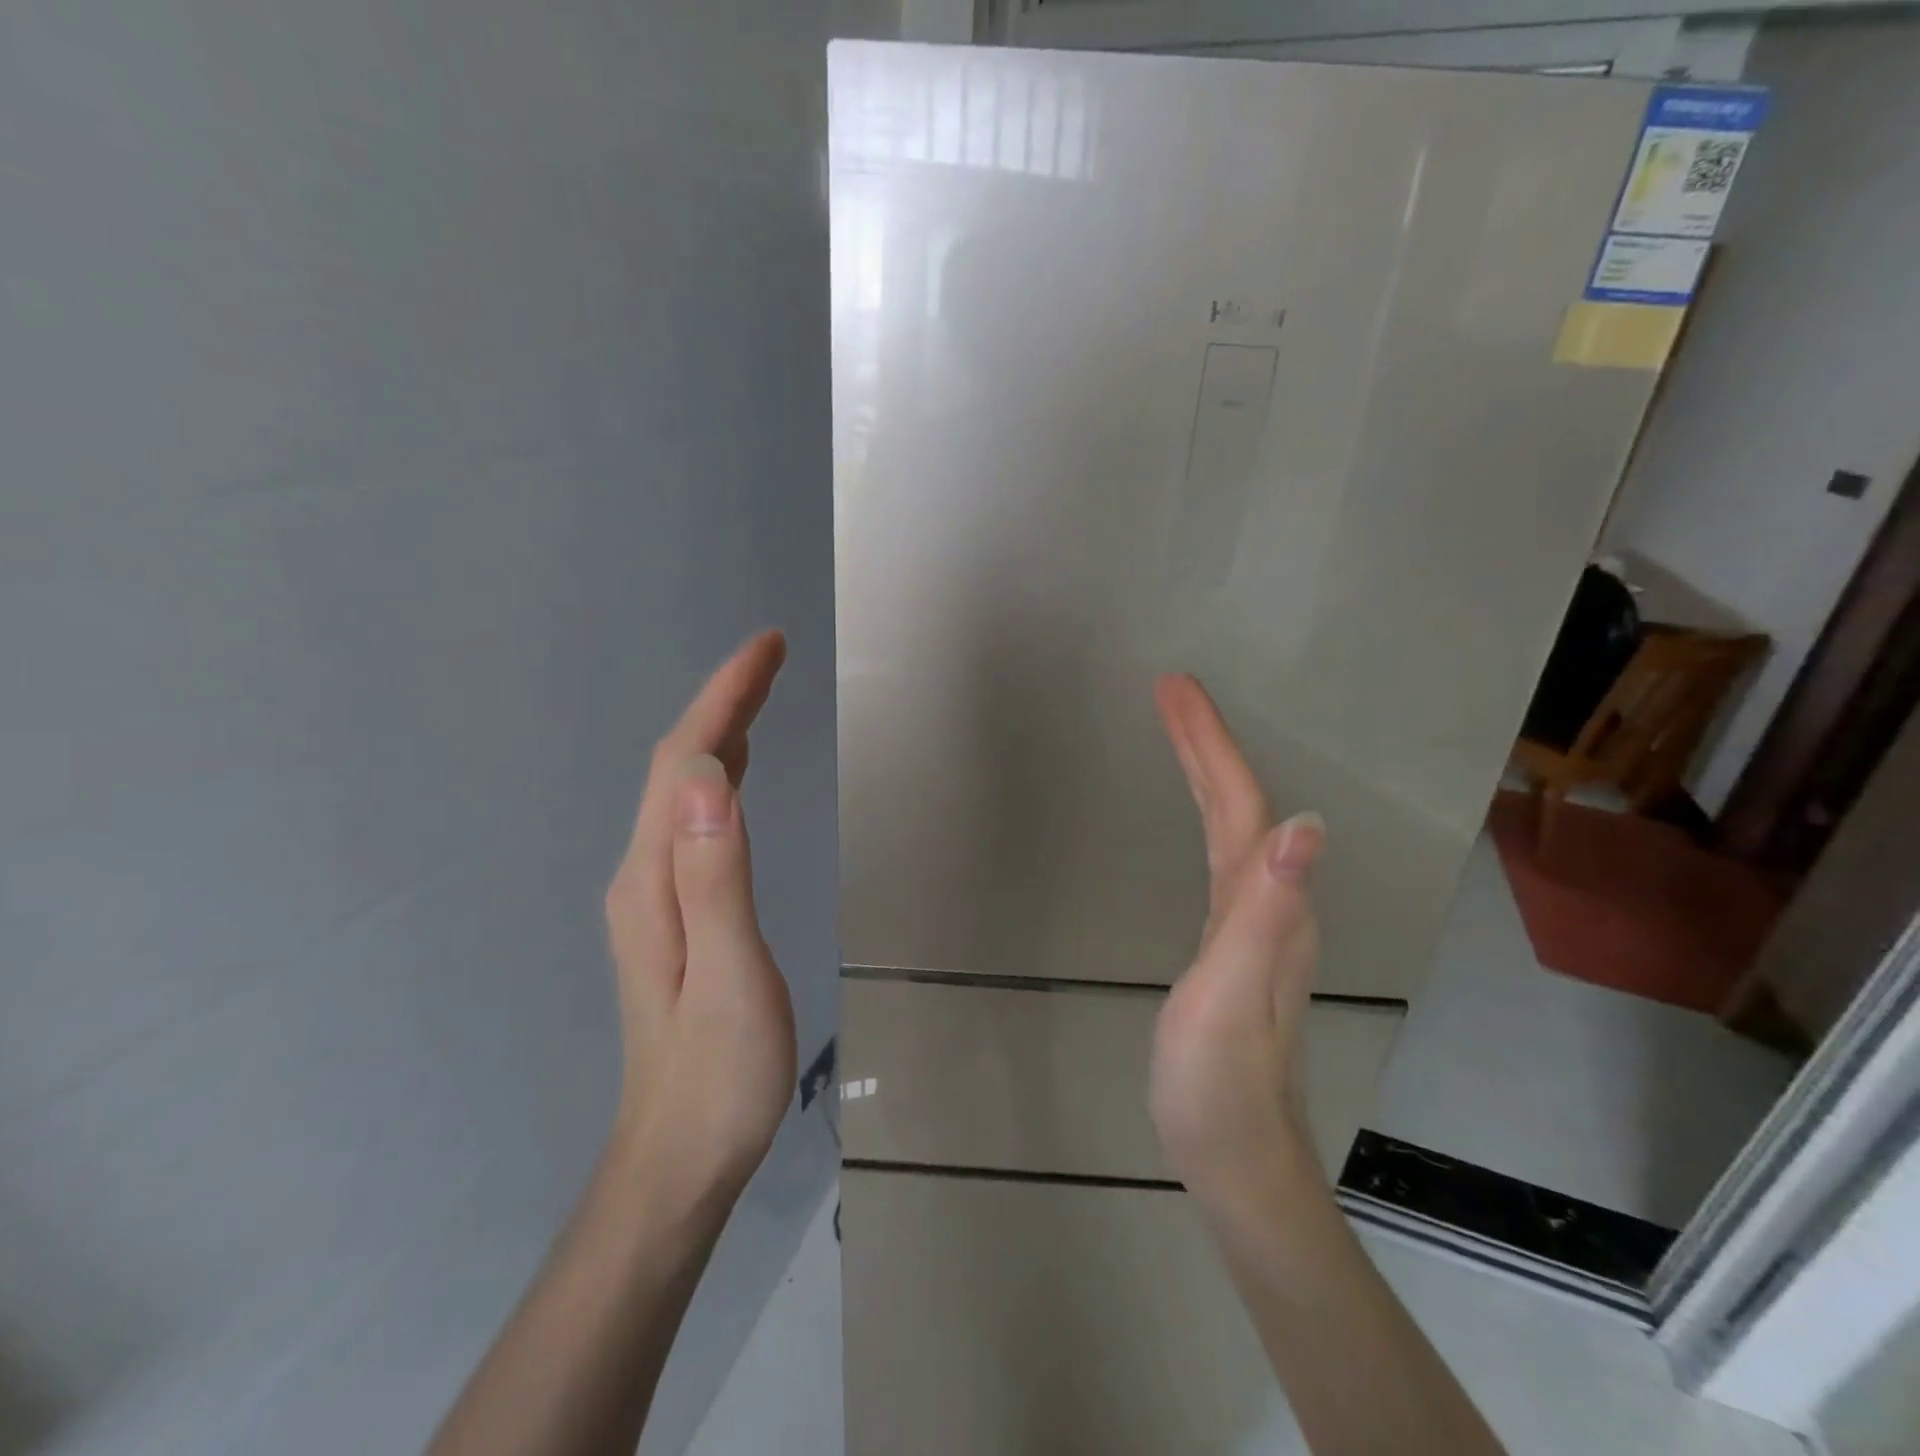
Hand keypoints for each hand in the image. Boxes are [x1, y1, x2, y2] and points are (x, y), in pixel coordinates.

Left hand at [604, 631, 796, 1205]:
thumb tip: (704, 778)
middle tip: (773, 656)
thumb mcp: (729, 976)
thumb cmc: (718, 1075)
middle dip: (724, 701)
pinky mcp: (676, 913)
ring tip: (761, 693)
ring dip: (720, 732)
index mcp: (654, 879)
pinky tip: (734, 774)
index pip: (682, 764)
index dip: (724, 698)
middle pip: (676, 766)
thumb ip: (715, 877)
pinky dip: (718, 776)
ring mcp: (656, 895)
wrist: (680, 1158)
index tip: (767, 648)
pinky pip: (693, 820)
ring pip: (682, 790)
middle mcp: (644, 874)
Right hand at [1149, 674, 1325, 1206]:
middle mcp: (1270, 900)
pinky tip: (1197, 815)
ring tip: (1178, 730)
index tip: (1174, 687)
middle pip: (1239, 802)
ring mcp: (1254, 921)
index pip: (1240, 802)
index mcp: (1265, 902)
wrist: (1236, 1155)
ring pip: (1233, 823)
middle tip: (1170, 690)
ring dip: (1207, 769)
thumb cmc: (1220, 1081)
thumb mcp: (1231, 995)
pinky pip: (1221, 852)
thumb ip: (1264, 913)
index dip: (1209, 742)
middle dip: (1206, 741)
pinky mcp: (1233, 941)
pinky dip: (1205, 812)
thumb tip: (1304, 826)